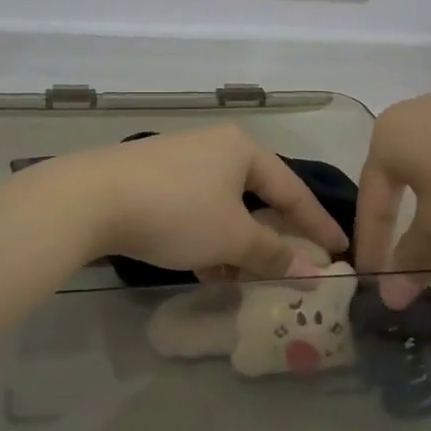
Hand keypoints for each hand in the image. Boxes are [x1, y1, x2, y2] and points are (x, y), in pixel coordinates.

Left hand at [53, 126, 347, 280]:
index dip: (317, 223)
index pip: (292, 189)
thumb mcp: (231, 238)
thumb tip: (314, 273)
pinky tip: (207, 270)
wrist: (91, 199)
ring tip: (247, 282)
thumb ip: (274, 254)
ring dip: (237, 246)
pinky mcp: (151, 180)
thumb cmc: (176, 211)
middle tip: (294, 269)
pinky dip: (207, 240)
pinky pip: (194, 212)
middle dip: (272, 238)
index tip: (340, 250)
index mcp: (241, 149)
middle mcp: (212, 148)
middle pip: (256, 198)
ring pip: (222, 209)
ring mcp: (178, 162)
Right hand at [356, 92, 430, 304]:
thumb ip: (412, 260)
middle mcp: (408, 114)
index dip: (372, 246)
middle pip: (394, 177)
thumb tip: (390, 299)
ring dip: (427, 199)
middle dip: (395, 218)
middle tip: (397, 256)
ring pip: (426, 162)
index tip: (374, 281)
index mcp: (386, 138)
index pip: (371, 202)